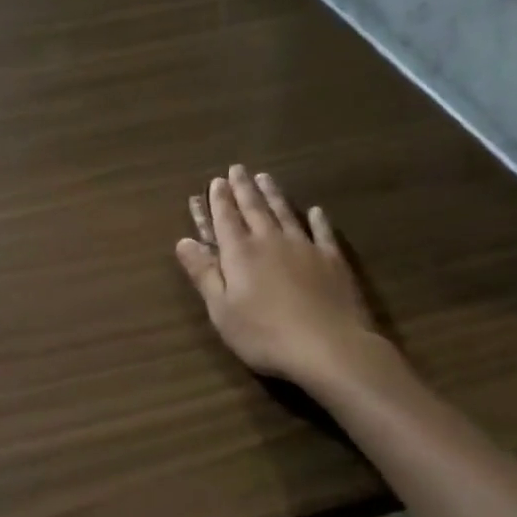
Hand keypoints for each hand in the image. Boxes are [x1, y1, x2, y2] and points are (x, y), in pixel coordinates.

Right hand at [175, 165, 403, 396]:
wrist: (329, 347)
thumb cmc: (264, 334)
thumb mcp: (221, 309)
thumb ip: (203, 273)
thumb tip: (183, 241)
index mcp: (240, 253)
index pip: (225, 219)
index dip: (218, 200)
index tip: (215, 181)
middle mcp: (270, 241)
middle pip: (254, 208)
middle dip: (243, 188)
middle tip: (237, 169)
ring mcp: (304, 248)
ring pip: (284, 213)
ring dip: (273, 195)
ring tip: (265, 177)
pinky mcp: (332, 261)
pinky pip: (322, 233)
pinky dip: (317, 220)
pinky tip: (315, 210)